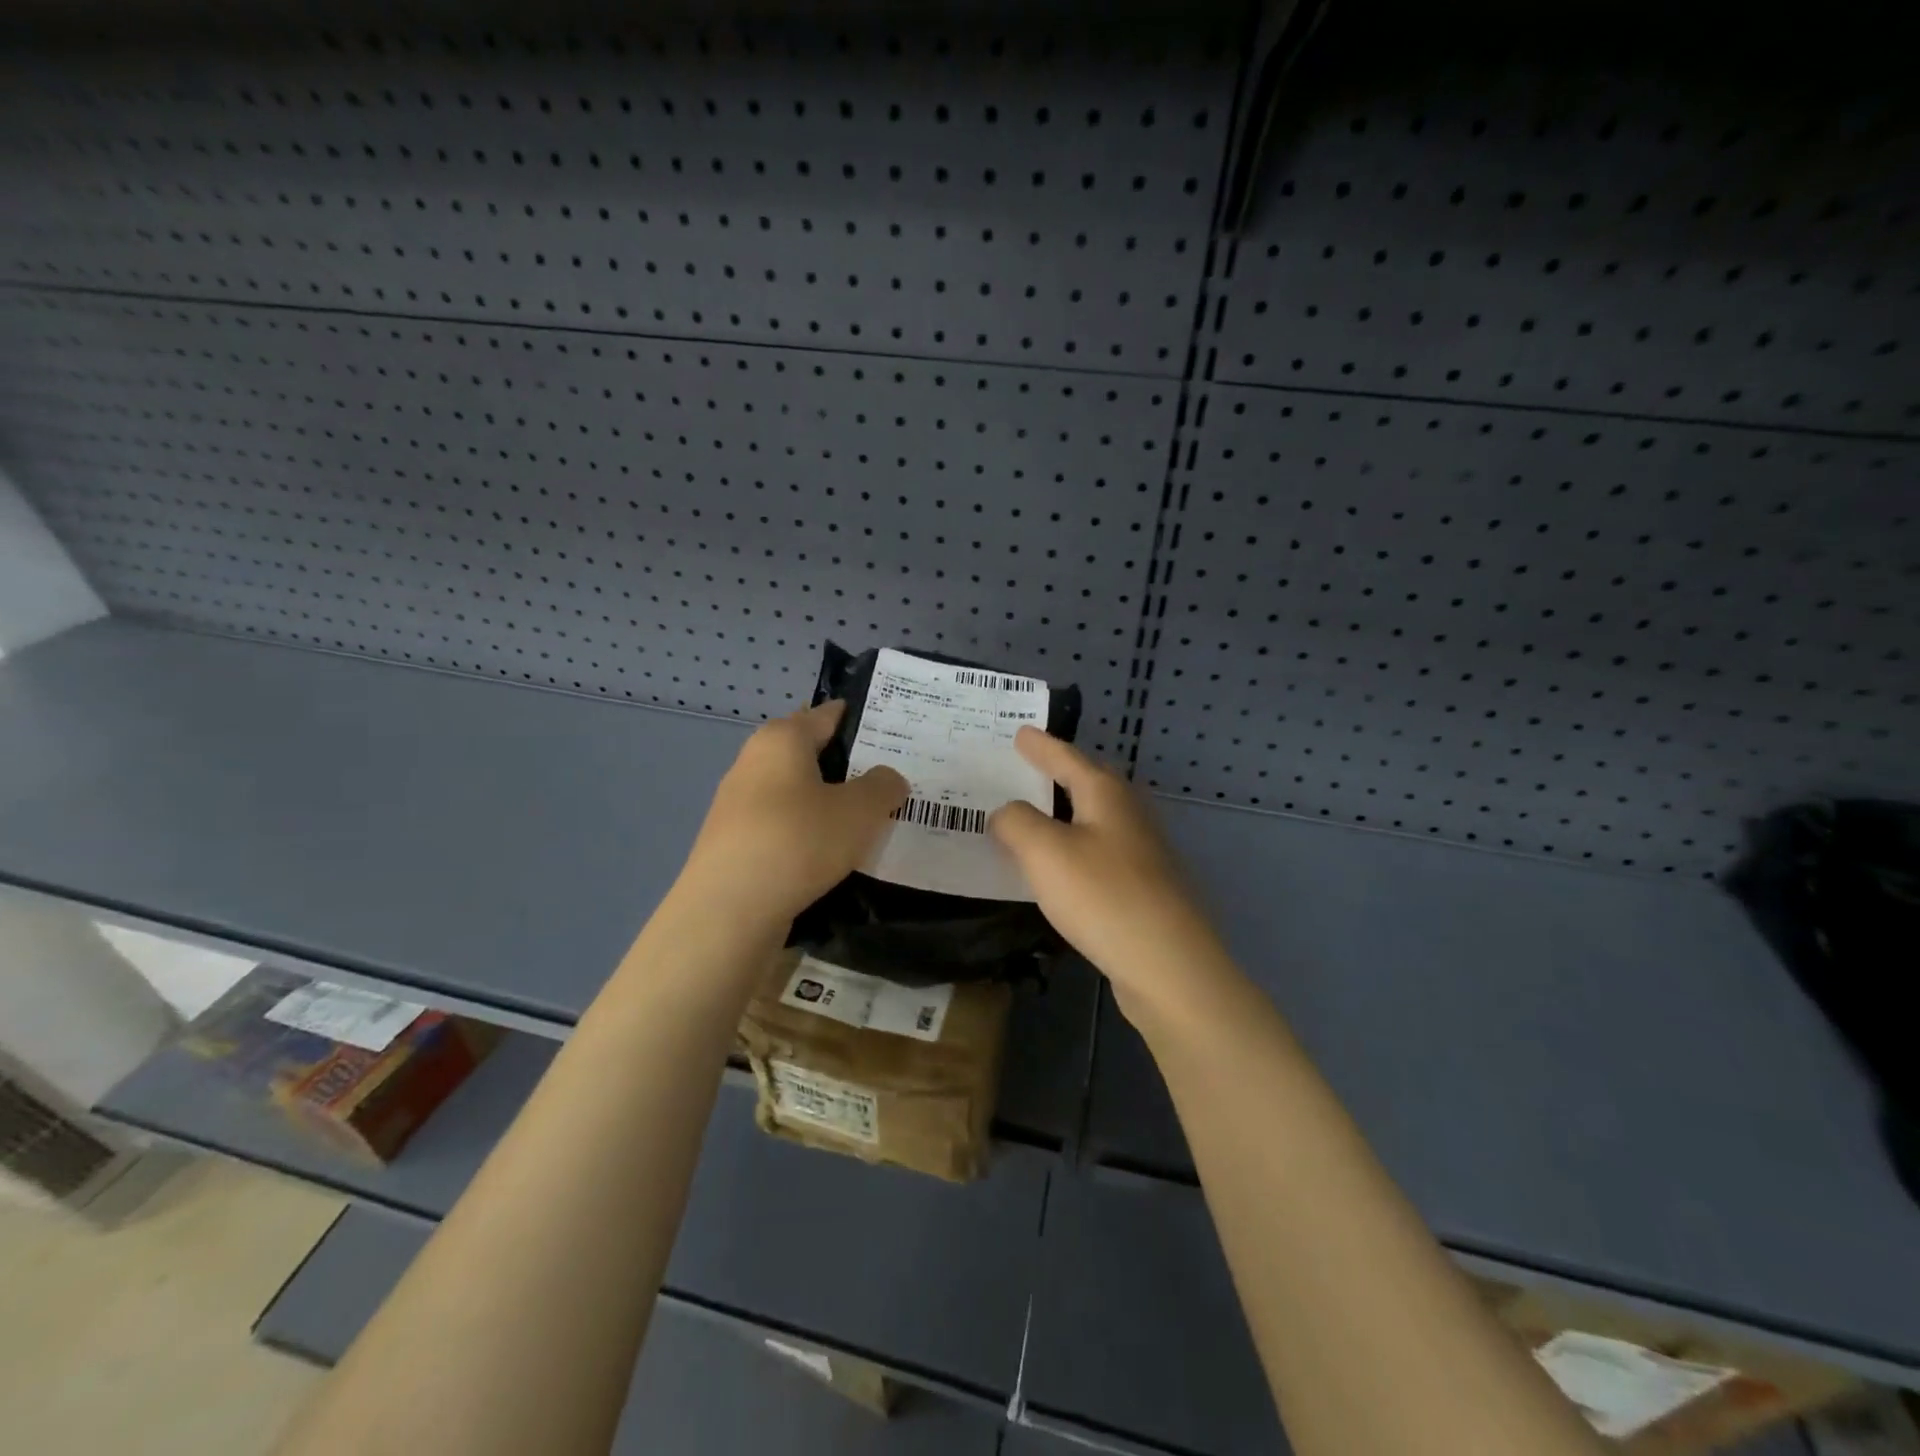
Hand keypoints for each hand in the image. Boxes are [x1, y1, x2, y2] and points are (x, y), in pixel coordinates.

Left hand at [676, 701, 907, 930]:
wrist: (728, 912)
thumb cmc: (798, 842)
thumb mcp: (860, 810)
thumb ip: (883, 786)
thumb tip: (886, 779)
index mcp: (782, 739)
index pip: (828, 714)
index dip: (862, 720)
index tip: (896, 733)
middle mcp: (754, 762)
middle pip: (810, 754)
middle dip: (848, 766)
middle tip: (890, 782)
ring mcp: (738, 804)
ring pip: (796, 793)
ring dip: (828, 804)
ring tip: (867, 822)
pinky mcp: (733, 843)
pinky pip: (783, 827)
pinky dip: (807, 834)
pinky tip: (832, 856)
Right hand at [990, 727, 1228, 1003]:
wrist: (1169, 965)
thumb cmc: (1103, 896)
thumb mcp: (1044, 851)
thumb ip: (1016, 823)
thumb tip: (1007, 814)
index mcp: (1106, 794)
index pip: (1067, 758)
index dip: (1040, 746)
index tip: (1020, 732)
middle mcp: (1129, 814)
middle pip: (1090, 783)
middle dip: (1059, 772)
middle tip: (1028, 766)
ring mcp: (1142, 852)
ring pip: (1095, 819)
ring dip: (1065, 814)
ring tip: (1034, 816)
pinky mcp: (1144, 888)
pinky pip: (1099, 853)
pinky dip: (1074, 849)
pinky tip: (1060, 869)